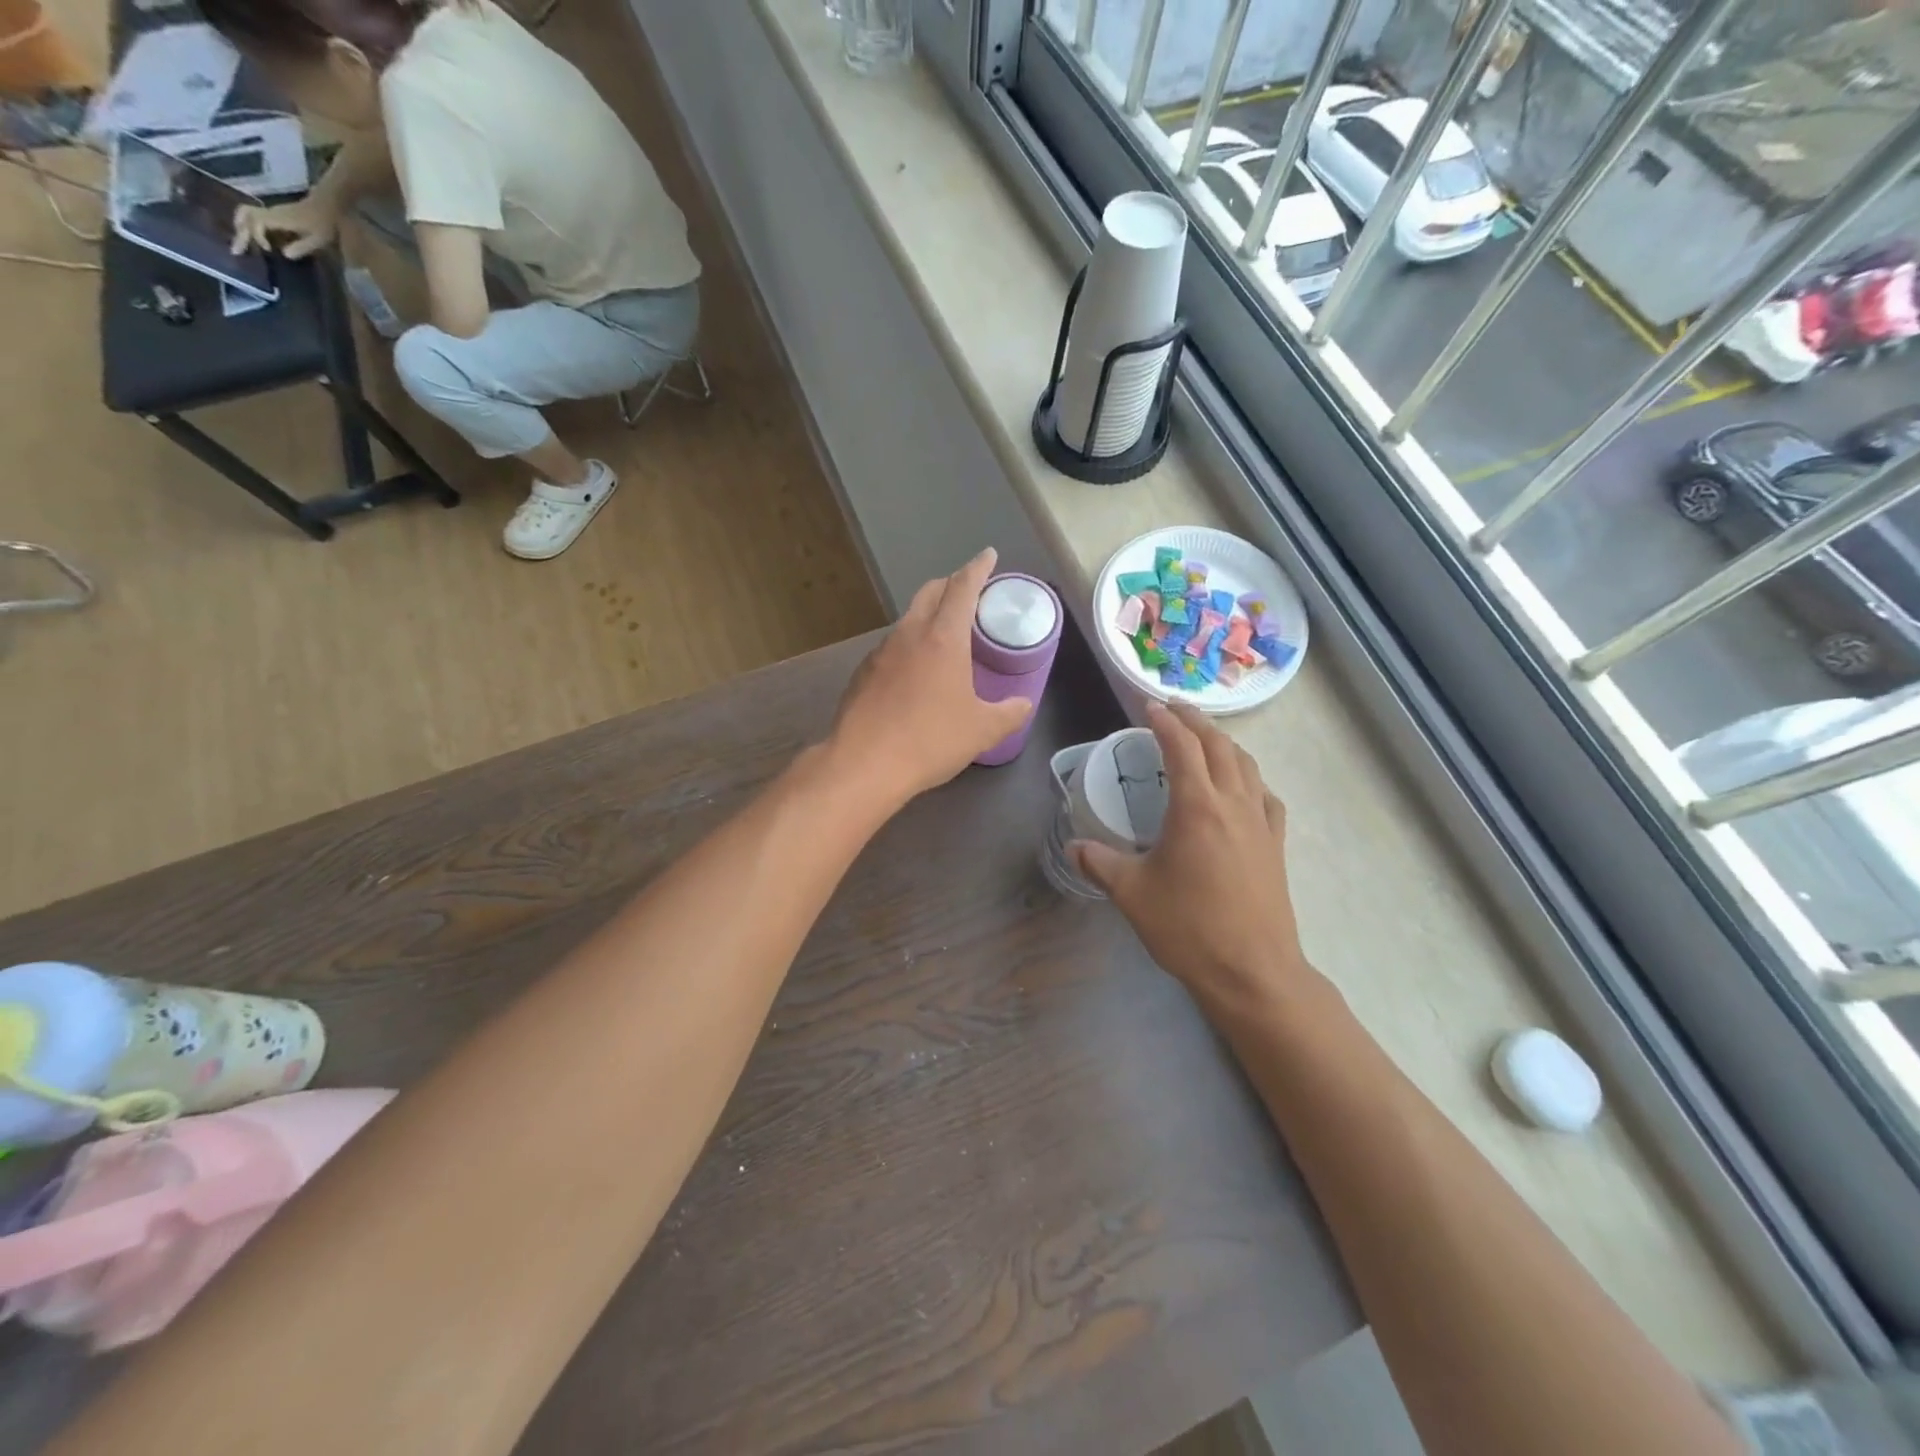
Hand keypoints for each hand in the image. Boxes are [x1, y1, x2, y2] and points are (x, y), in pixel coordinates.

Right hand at [231, 197, 340, 259]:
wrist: (326, 206)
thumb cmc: (324, 224)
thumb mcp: (318, 239)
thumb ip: (302, 247)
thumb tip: (284, 254)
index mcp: (279, 218)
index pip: (256, 221)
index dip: (257, 235)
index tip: (267, 249)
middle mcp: (270, 212)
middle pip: (244, 216)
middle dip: (240, 233)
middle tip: (237, 251)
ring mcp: (270, 211)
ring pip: (245, 215)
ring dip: (241, 229)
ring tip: (241, 245)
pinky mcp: (273, 214)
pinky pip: (252, 217)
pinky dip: (248, 227)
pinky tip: (252, 240)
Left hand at [829, 548, 1033, 806]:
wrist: (863, 764)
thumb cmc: (930, 740)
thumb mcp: (982, 730)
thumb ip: (1009, 713)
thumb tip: (1024, 704)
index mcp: (943, 638)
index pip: (963, 587)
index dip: (978, 568)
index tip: (988, 556)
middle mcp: (909, 634)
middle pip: (930, 592)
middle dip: (951, 584)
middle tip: (968, 592)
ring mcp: (880, 652)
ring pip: (908, 618)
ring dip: (928, 615)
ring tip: (944, 633)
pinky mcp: (862, 673)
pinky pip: (892, 646)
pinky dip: (909, 644)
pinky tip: (915, 670)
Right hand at [1072, 701, 1314, 1019]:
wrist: (1252, 971)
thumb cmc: (1188, 928)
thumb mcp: (1132, 893)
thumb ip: (1099, 862)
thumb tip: (1074, 846)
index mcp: (1197, 807)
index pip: (1182, 746)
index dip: (1164, 721)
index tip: (1148, 706)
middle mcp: (1233, 804)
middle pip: (1219, 745)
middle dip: (1196, 721)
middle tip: (1174, 709)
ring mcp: (1261, 823)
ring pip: (1247, 765)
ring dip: (1224, 743)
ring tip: (1205, 739)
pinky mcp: (1276, 845)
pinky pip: (1266, 796)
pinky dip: (1250, 778)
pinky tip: (1243, 788)